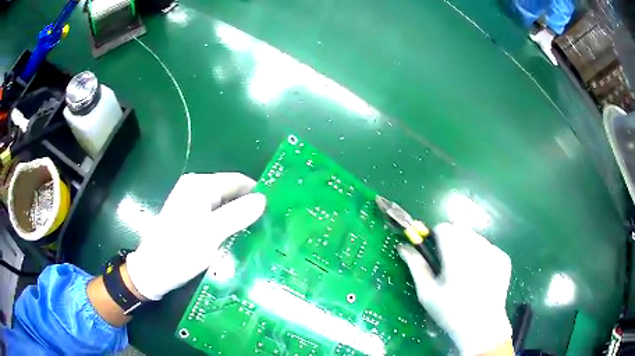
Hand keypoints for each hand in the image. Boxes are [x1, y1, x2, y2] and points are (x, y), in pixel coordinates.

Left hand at [126, 173, 265, 299]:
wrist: (152, 271)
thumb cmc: (180, 251)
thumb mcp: (212, 234)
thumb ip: (238, 214)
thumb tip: (263, 199)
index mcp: (199, 186)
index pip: (237, 180)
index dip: (256, 193)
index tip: (276, 210)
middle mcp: (194, 188)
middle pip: (230, 192)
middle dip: (248, 207)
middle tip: (270, 226)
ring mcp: (190, 203)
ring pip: (223, 205)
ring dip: (239, 217)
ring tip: (258, 233)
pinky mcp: (189, 217)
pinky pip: (215, 215)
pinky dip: (228, 224)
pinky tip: (238, 238)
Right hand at [397, 223, 511, 355]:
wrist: (482, 327)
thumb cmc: (450, 312)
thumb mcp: (427, 293)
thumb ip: (416, 266)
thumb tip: (403, 247)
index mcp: (456, 256)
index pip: (444, 228)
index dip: (436, 236)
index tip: (435, 251)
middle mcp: (477, 248)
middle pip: (460, 229)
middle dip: (452, 241)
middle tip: (449, 264)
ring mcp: (494, 252)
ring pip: (475, 237)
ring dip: (467, 246)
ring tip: (466, 271)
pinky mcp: (503, 258)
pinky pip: (488, 247)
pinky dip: (481, 255)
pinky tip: (480, 275)